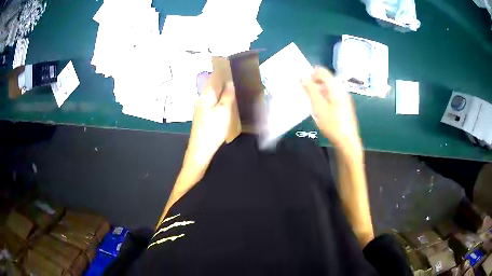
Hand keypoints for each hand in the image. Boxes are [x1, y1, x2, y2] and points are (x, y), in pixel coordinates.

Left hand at [183, 79, 235, 173]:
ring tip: (235, 88)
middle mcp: (202, 98)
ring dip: (223, 90)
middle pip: (213, 85)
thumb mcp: (224, 111)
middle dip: (224, 79)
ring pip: (214, 94)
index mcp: (206, 95)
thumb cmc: (213, 129)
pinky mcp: (204, 116)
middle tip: (238, 77)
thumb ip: (227, 95)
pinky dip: (221, 99)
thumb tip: (230, 82)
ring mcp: (202, 108)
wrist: (200, 150)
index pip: (213, 77)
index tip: (232, 65)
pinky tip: (228, 102)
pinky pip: (213, 102)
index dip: (222, 70)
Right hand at [301, 67, 361, 156]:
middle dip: (313, 83)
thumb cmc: (332, 123)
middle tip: (304, 93)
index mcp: (335, 87)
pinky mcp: (344, 106)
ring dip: (318, 92)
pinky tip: (320, 110)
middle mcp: (341, 89)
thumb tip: (303, 76)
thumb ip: (310, 90)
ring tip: (311, 103)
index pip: (322, 71)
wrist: (347, 141)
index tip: (302, 83)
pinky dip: (324, 98)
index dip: (310, 73)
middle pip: (325, 79)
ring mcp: (344, 98)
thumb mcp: (318, 106)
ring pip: (328, 88)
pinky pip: (332, 96)